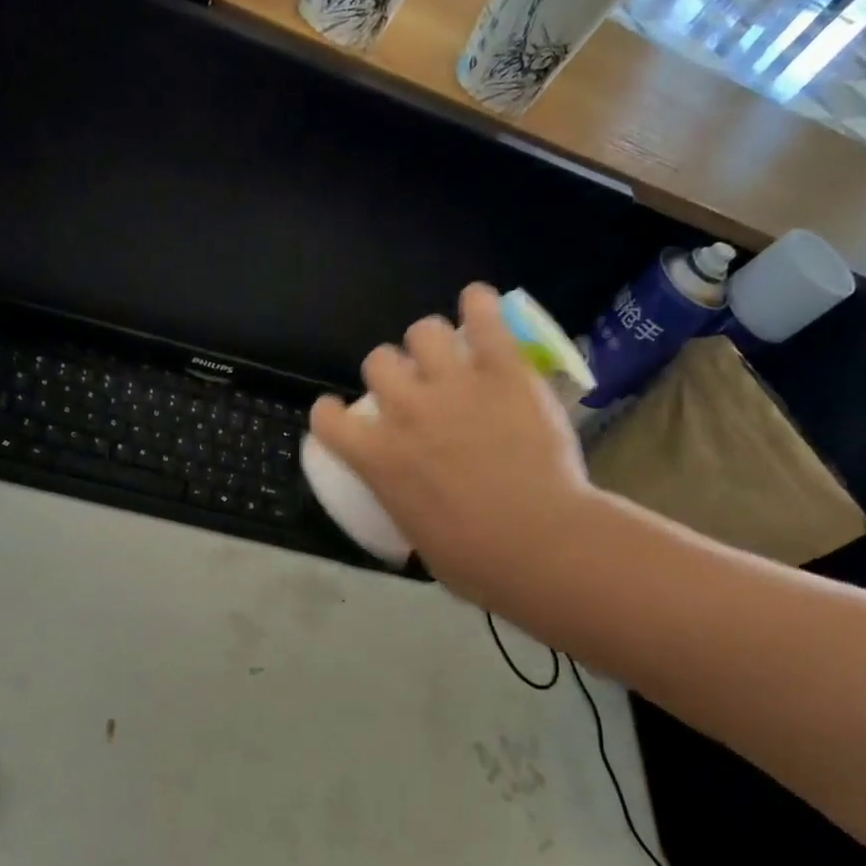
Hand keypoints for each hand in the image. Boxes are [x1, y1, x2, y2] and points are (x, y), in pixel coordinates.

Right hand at [310, 283, 597, 614]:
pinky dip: (478, 304)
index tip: (342, 418)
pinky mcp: (502, 371)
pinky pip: (483, 317)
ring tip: (448, 356)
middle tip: (413, 389)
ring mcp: (453, 385)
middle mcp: (404, 411)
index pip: (326, 419)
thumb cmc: (476, 561)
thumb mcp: (419, 539)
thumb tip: (419, 508)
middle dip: (390, 372)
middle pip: (378, 361)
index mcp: (376, 458)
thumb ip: (408, 508)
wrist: (539, 544)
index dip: (330, 415)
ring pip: (422, 331)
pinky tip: (479, 305)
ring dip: (429, 342)